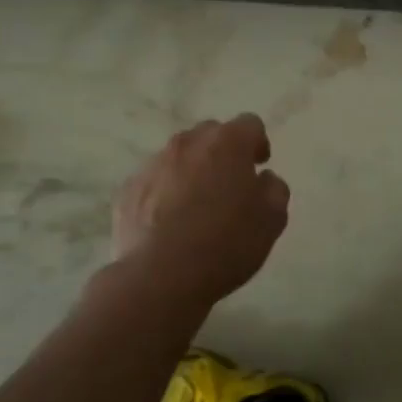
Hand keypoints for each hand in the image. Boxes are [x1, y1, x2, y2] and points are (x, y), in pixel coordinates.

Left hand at [111, 114, 290, 302]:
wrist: (160, 276)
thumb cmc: (227, 242)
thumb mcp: (272, 219)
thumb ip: (274, 189)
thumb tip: (264, 179)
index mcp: (228, 143)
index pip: (250, 124)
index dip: (258, 143)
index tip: (259, 166)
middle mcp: (188, 143)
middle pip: (210, 134)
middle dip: (222, 152)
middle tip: (230, 184)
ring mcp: (153, 165)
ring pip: (178, 157)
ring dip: (191, 171)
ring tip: (196, 207)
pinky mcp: (127, 191)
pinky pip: (153, 182)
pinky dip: (163, 193)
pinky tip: (168, 224)